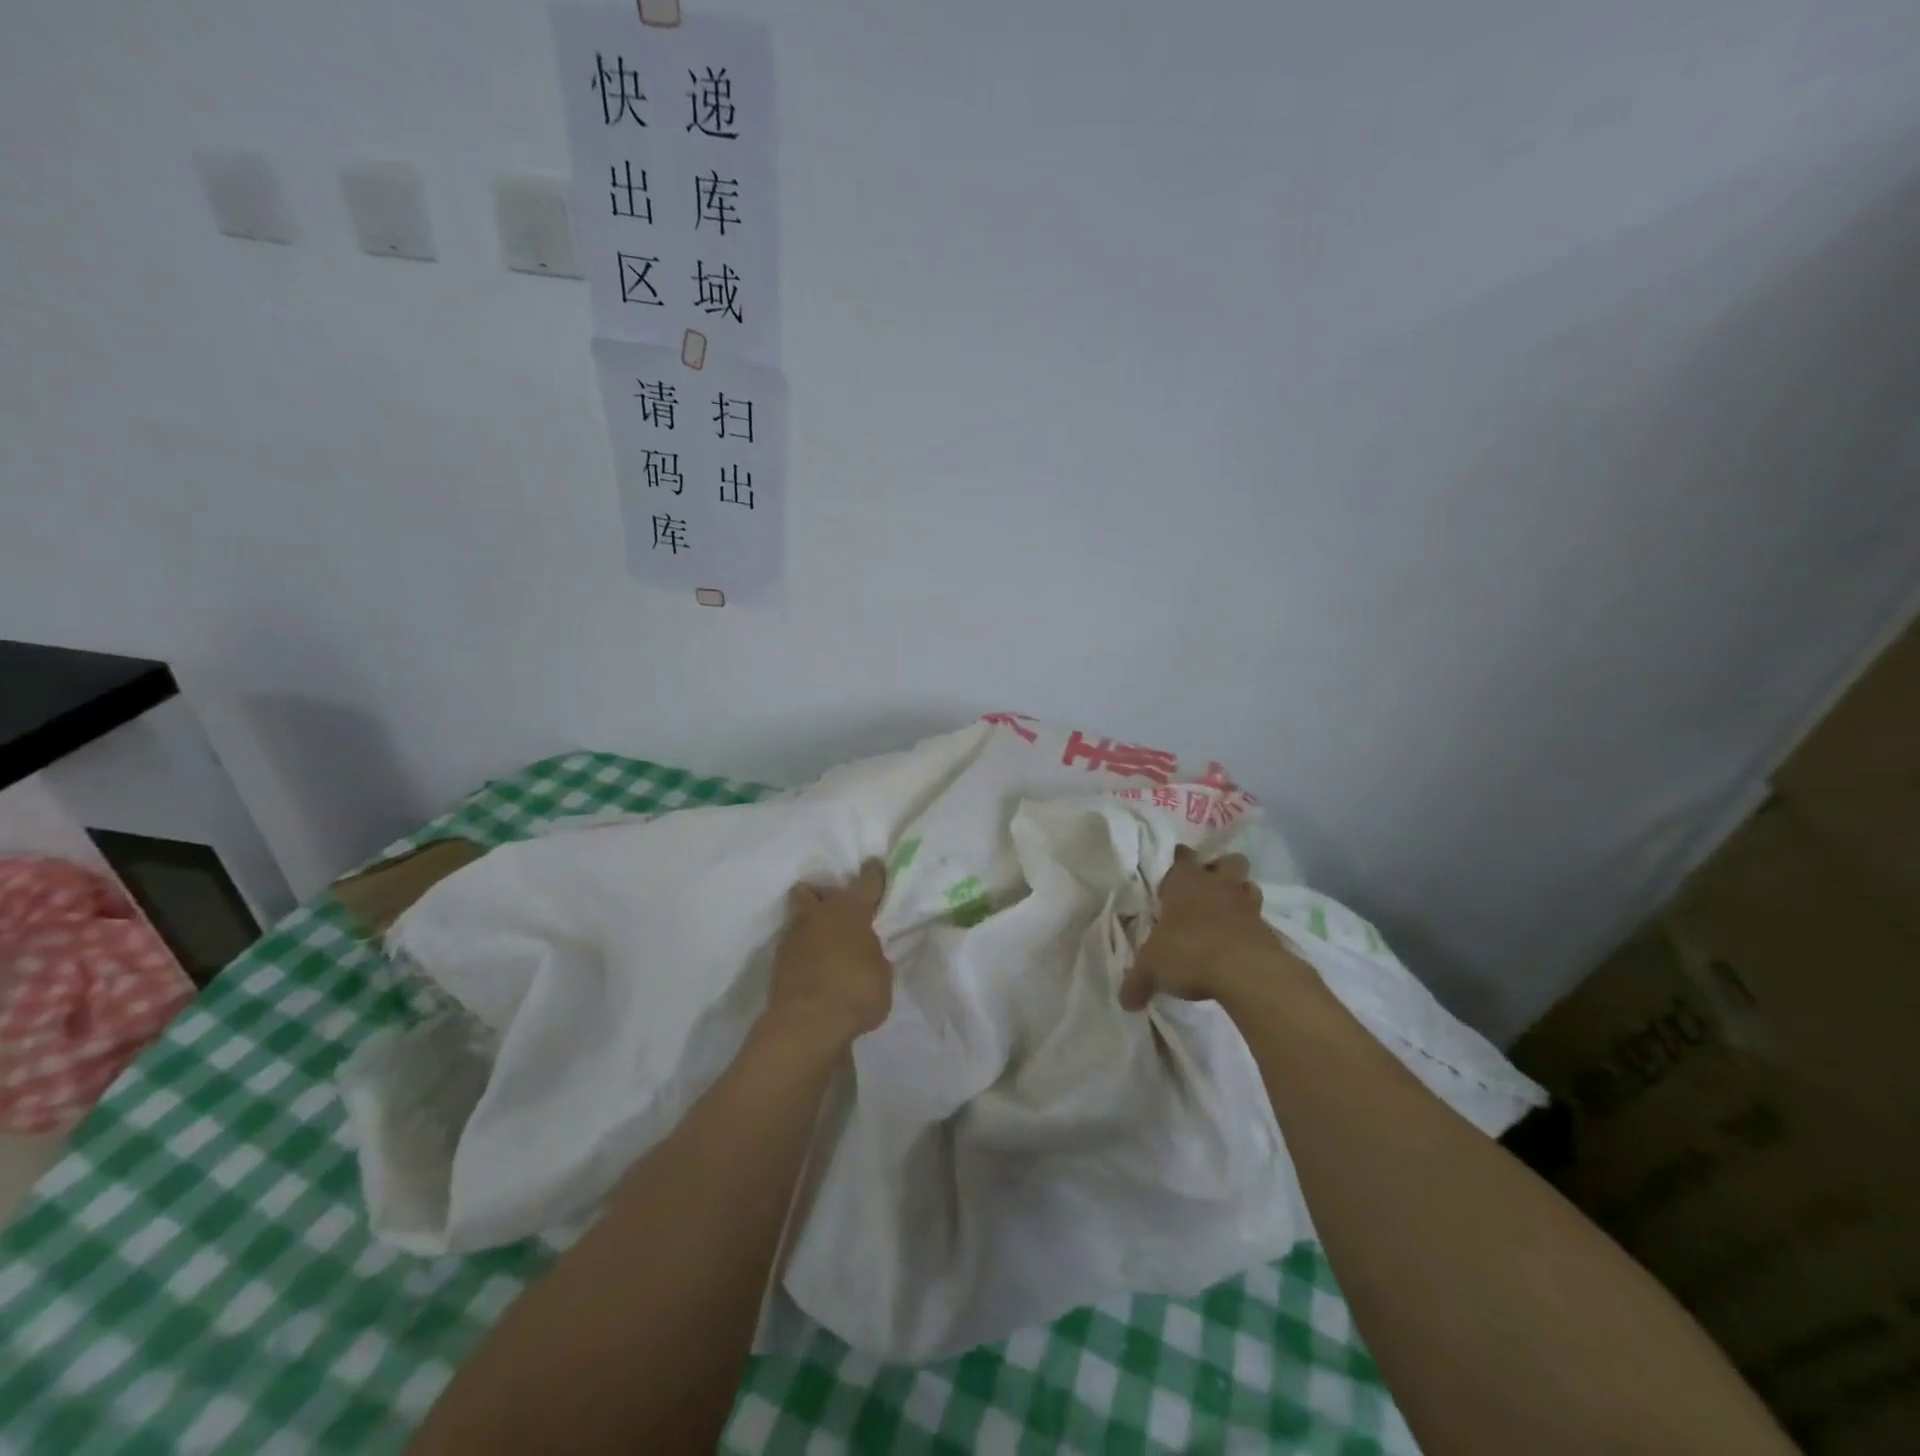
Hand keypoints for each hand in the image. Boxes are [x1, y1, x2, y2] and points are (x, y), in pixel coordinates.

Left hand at [764, 859, 892, 1050]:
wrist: (807, 1024)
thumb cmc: (857, 991)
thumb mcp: (881, 973)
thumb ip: (873, 954)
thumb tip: (864, 952)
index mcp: (851, 910)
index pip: (866, 881)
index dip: (872, 873)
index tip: (873, 864)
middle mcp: (819, 914)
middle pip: (815, 890)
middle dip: (823, 895)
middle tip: (836, 910)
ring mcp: (793, 936)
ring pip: (799, 916)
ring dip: (810, 924)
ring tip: (823, 942)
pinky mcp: (777, 962)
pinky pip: (792, 945)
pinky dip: (802, 951)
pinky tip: (813, 966)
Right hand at [1120, 845, 1303, 1010]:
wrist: (1244, 971)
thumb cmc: (1189, 952)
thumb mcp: (1152, 969)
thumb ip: (1138, 982)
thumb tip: (1125, 1002)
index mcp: (1184, 883)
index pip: (1182, 857)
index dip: (1179, 862)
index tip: (1174, 877)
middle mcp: (1216, 885)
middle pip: (1227, 861)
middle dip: (1219, 871)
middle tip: (1206, 891)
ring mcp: (1246, 904)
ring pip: (1248, 884)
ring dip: (1239, 894)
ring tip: (1227, 914)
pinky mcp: (1267, 928)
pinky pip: (1259, 917)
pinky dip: (1251, 925)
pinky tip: (1240, 942)